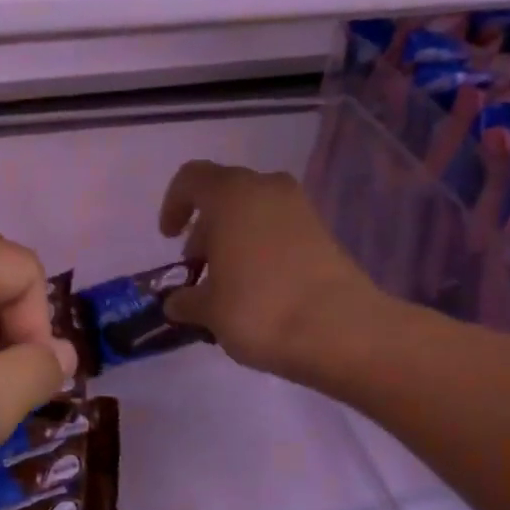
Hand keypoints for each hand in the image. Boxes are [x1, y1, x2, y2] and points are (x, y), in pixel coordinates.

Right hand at [158, 160, 377, 381]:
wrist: (340, 330)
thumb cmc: (258, 308)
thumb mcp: (208, 310)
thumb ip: (186, 300)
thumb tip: (177, 302)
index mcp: (230, 195)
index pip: (191, 179)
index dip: (173, 205)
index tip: (169, 238)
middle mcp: (266, 189)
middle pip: (224, 195)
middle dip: (206, 229)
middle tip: (198, 269)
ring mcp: (300, 209)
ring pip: (254, 213)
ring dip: (234, 240)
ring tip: (226, 284)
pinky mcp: (323, 233)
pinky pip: (279, 231)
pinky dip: (262, 250)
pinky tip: (258, 289)